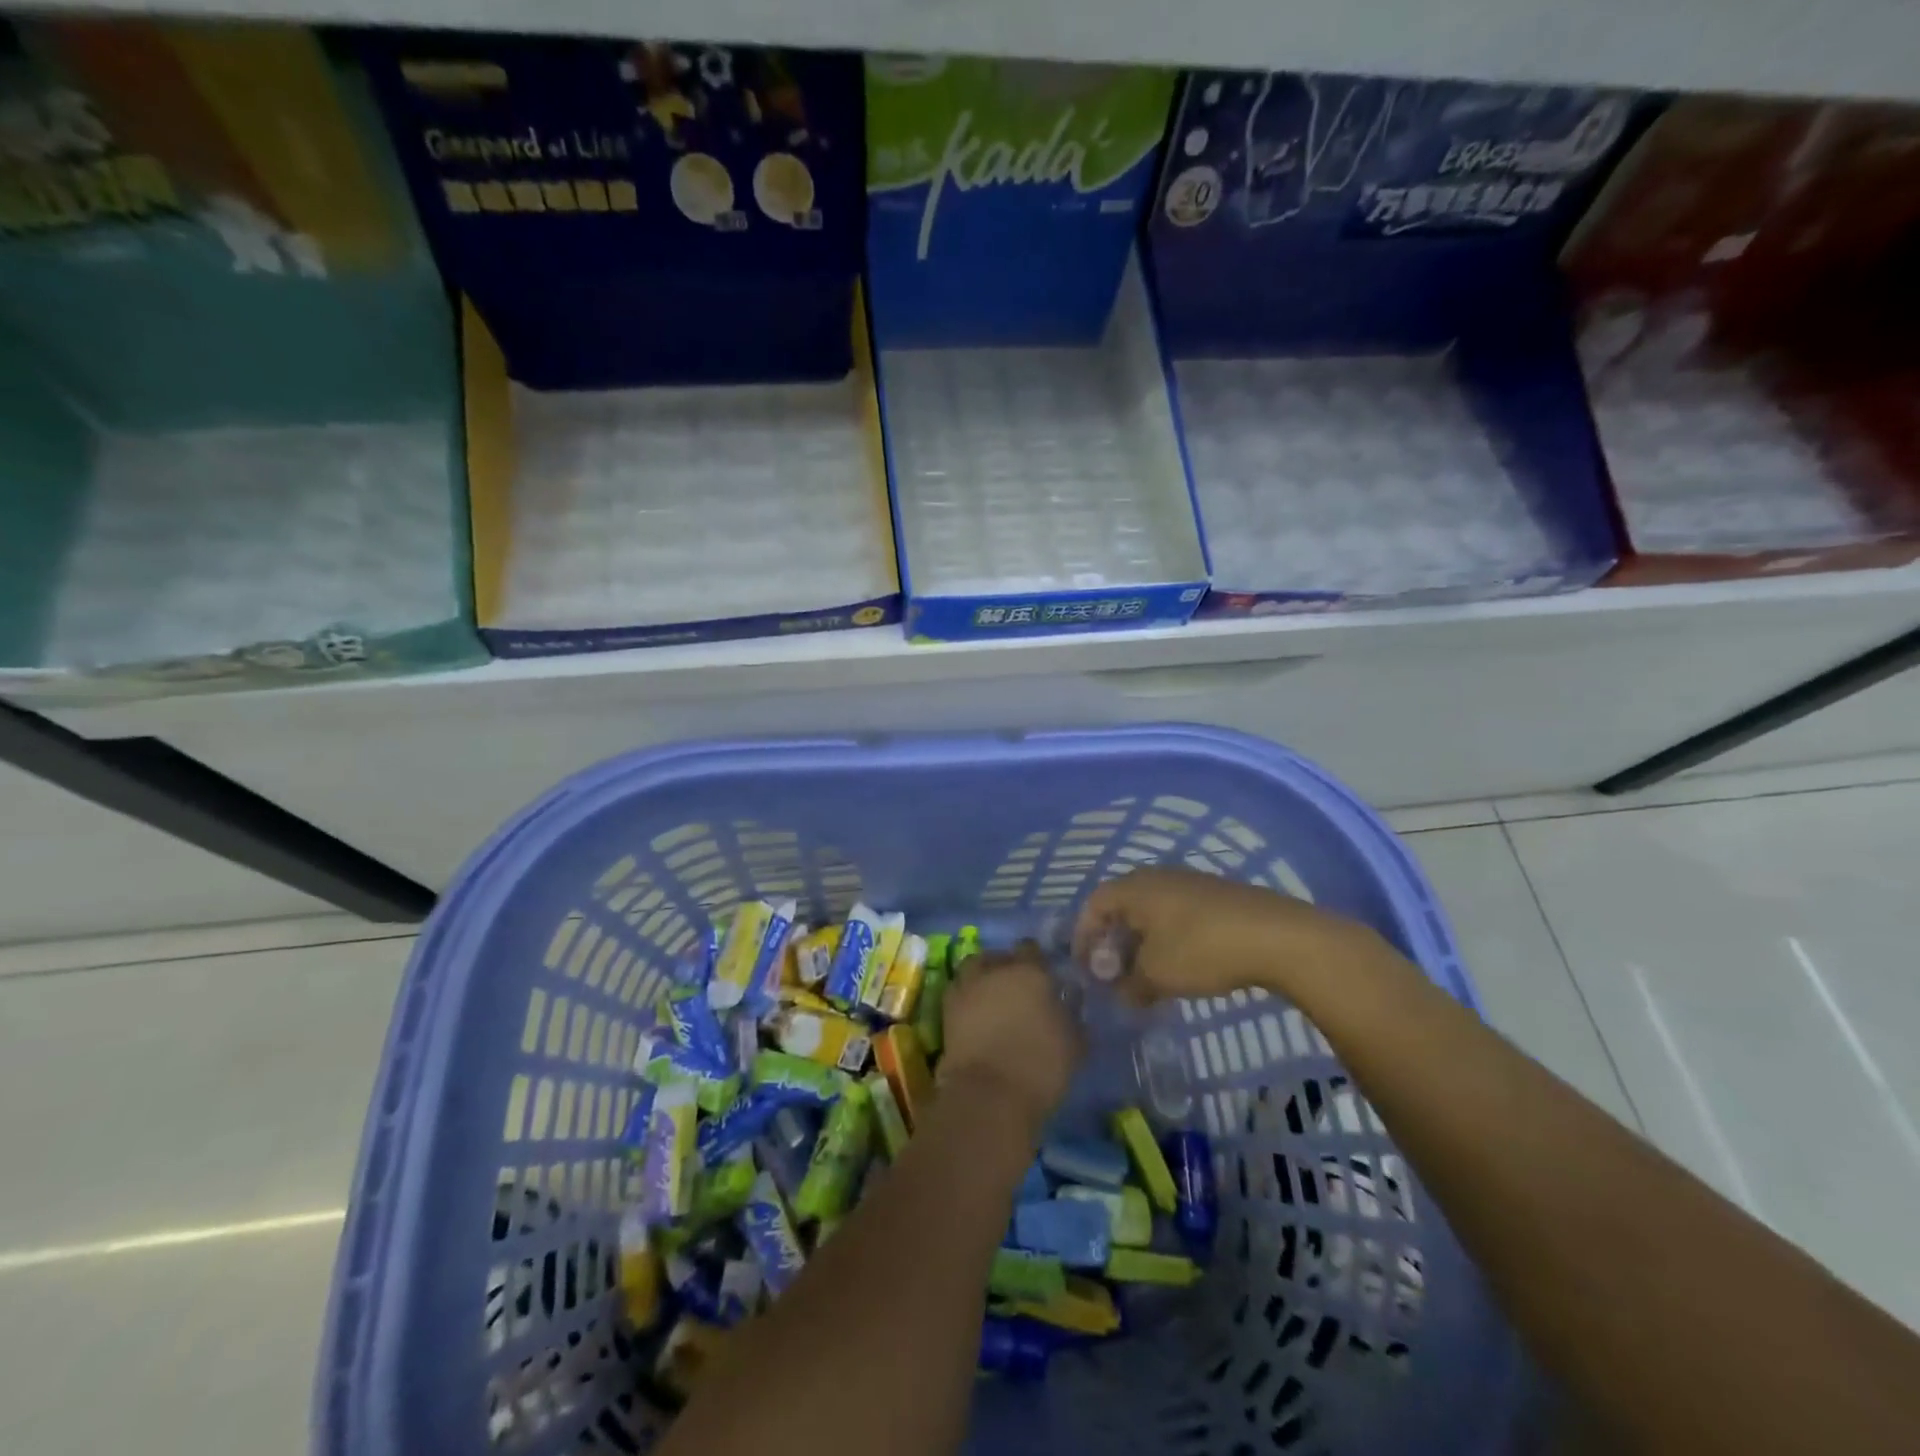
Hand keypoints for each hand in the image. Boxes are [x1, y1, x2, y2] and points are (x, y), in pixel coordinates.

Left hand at [939, 940, 1081, 1133]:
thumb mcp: (1075, 1043)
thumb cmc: (1041, 1066)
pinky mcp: (947, 1010)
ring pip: (974, 969)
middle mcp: (996, 971)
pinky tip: (977, 1015)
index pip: (1031, 949)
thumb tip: (1069, 998)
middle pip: (999, 956)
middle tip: (1017, 989)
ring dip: (982, 978)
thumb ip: (1071, 1013)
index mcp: (1030, 972)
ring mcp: (967, 987)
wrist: (989, 1094)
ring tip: (993, 998)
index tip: (1042, 977)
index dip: (1036, 961)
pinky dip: (967, 997)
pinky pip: (959, 991)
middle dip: (1006, 967)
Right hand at [1072, 866, 1384, 1003]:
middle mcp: (1158, 877)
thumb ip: (1129, 986)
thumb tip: (1120, 994)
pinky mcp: (1218, 896)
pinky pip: (1179, 915)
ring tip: (1148, 975)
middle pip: (1122, 906)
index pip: (1094, 905)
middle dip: (1114, 941)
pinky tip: (1184, 965)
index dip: (1084, 935)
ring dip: (1143, 942)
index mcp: (1135, 888)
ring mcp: (1191, 883)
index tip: (1085, 967)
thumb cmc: (1201, 949)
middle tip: (1114, 974)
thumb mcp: (1156, 975)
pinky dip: (1170, 938)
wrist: (1277, 935)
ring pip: (1153, 911)